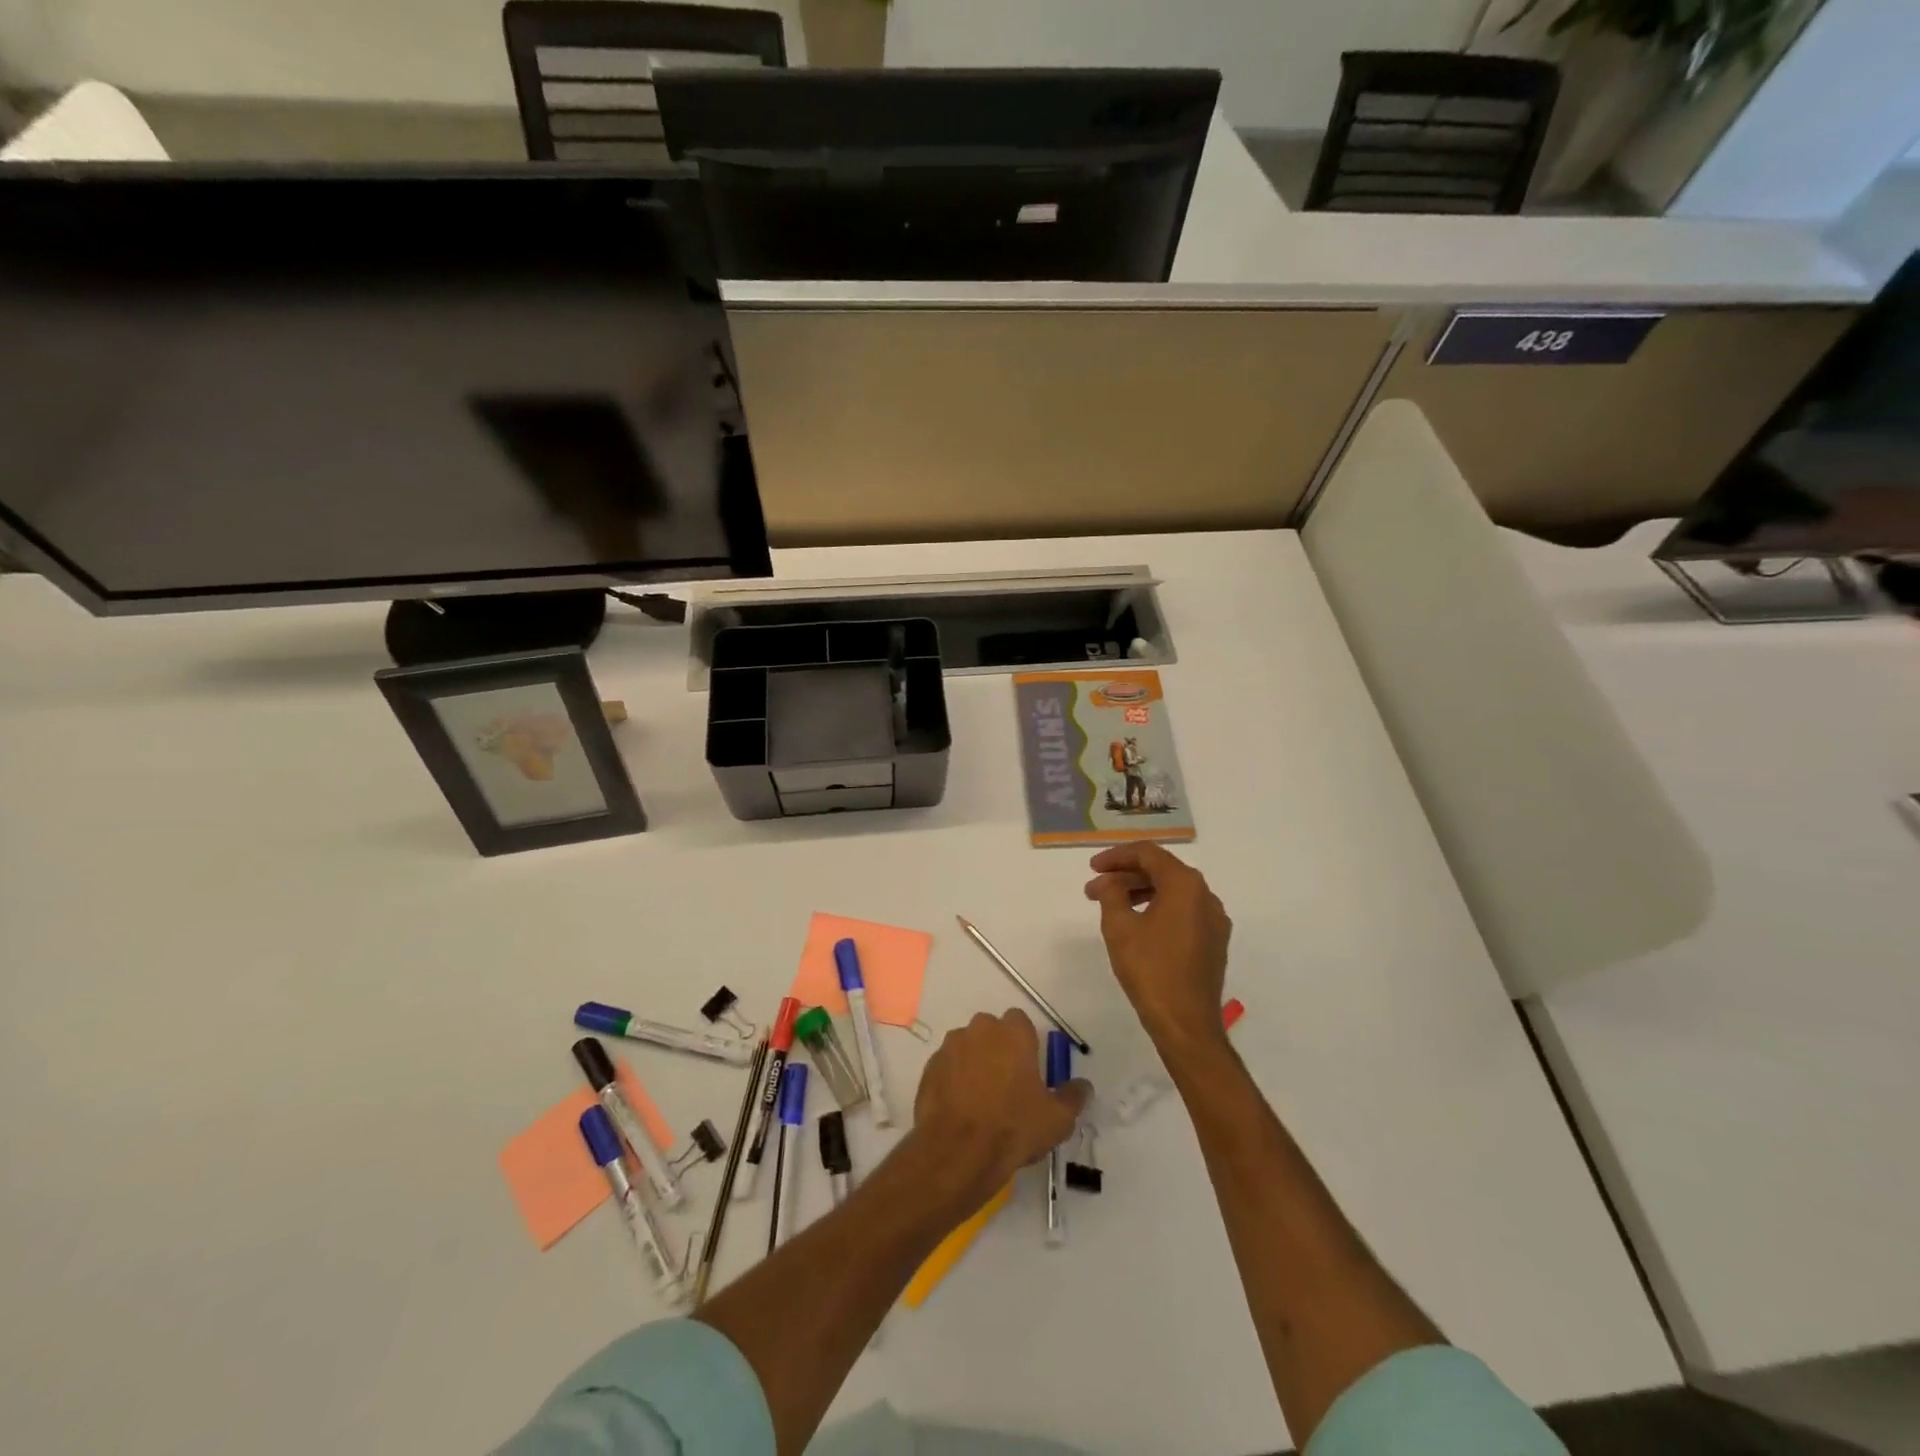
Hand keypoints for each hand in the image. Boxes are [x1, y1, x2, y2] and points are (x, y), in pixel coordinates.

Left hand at [913, 1010, 1089, 1213]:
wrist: (958, 1152)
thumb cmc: (1013, 1128)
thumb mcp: (1057, 1119)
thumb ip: (1073, 1096)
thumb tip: (1083, 1085)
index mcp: (1012, 1033)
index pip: (1020, 1021)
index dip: (1025, 1042)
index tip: (1028, 1068)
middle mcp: (979, 1030)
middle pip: (991, 1030)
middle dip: (998, 1048)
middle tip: (1007, 1084)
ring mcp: (950, 1047)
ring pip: (967, 1046)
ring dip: (974, 1062)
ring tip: (981, 1099)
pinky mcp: (929, 1068)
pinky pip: (947, 1066)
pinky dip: (953, 1079)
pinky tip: (960, 1108)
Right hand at [1084, 843, 1231, 1054]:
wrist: (1186, 1023)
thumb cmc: (1150, 969)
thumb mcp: (1119, 927)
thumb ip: (1111, 894)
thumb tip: (1109, 882)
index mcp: (1185, 884)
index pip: (1148, 854)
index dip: (1117, 856)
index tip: (1092, 868)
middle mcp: (1205, 895)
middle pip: (1162, 871)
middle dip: (1125, 876)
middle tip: (1095, 888)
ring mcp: (1214, 919)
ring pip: (1173, 892)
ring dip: (1140, 892)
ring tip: (1111, 906)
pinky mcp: (1214, 941)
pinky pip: (1183, 911)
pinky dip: (1158, 908)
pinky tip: (1137, 923)